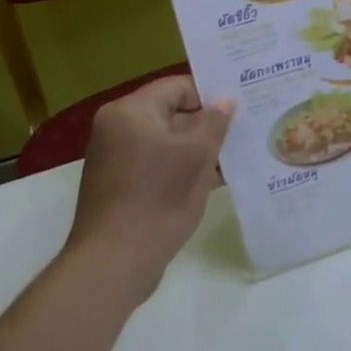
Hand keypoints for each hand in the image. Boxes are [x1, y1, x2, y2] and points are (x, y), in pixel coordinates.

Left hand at [67, 76, 234, 301]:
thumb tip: (225, 100)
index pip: (179, 86)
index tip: (238, 113)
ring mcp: (112, 157)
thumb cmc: (158, 198)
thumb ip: (215, 121)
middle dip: (204, 126)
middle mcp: (115, 127)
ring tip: (228, 161)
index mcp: (131, 111)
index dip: (210, 97)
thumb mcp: (198, 155)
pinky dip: (177, 168)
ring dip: (193, 150)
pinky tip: (206, 183)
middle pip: (171, 112)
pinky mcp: (115, 184)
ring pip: (164, 140)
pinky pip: (153, 163)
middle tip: (238, 136)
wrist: (113, 263)